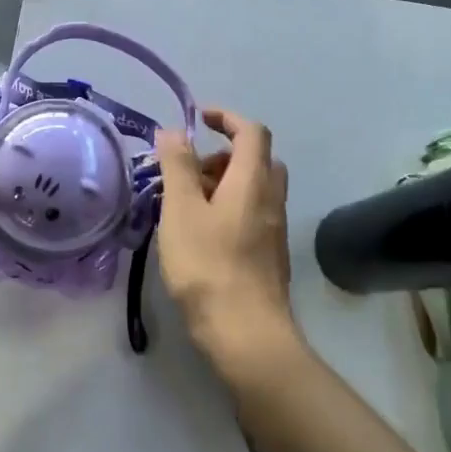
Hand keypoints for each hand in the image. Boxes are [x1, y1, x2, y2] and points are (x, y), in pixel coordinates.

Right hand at [155, 109, 301, 385]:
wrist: (246, 334)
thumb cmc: (208, 266)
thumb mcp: (181, 211)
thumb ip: (178, 167)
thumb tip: (175, 131)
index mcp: (252, 181)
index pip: (251, 132)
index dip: (227, 117)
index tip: (198, 119)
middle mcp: (271, 200)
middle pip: (256, 160)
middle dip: (222, 155)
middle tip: (190, 173)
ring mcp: (274, 230)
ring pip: (254, 189)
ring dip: (223, 184)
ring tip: (186, 207)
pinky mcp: (270, 256)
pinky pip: (252, 214)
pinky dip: (229, 209)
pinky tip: (200, 236)